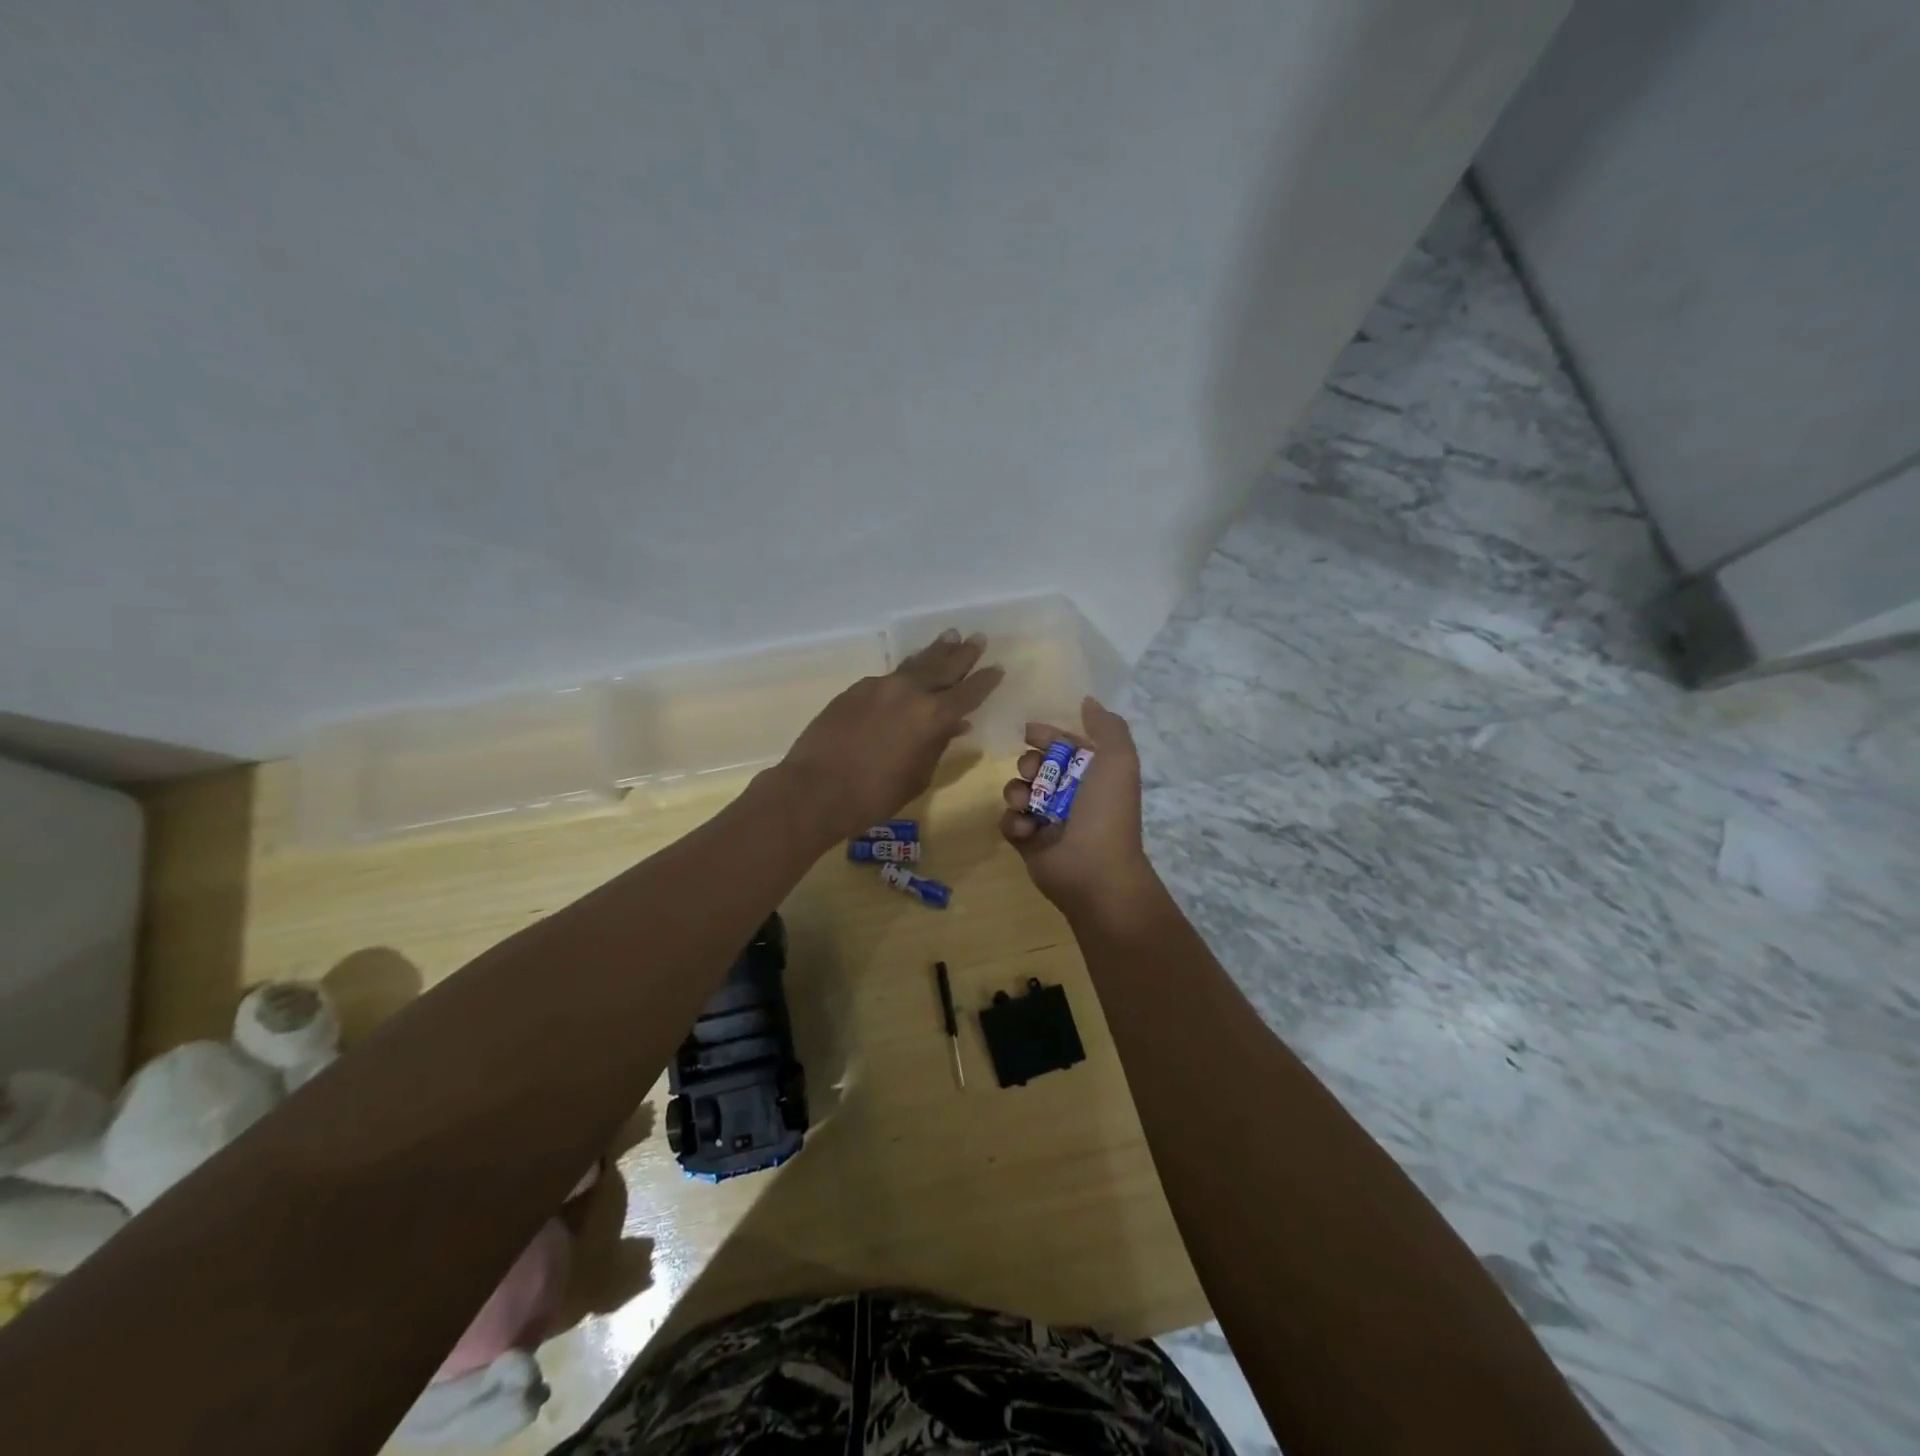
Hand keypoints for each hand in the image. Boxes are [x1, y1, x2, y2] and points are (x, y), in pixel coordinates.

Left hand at [777, 631, 1002, 842]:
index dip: (985, 681)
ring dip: (934, 651)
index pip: (968, 692)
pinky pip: (889, 676)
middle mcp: (910, 692)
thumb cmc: (875, 795)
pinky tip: (907, 673)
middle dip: (963, 653)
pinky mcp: (855, 689)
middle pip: (943, 666)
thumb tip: (955, 726)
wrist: (816, 789)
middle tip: (977, 638)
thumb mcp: (918, 776)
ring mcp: (879, 686)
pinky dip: (904, 672)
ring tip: (949, 636)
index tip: (997, 668)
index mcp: (933, 716)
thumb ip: (938, 746)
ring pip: (914, 664)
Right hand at [1000, 698, 1162, 925]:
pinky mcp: (1028, 841)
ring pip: (1018, 791)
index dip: (1046, 735)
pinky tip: (1028, 831)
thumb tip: (1087, 701)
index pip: (1063, 744)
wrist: (1094, 870)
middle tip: (1032, 773)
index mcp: (1091, 773)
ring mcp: (1047, 818)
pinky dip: (1015, 822)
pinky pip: (1009, 821)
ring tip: (1026, 805)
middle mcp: (1069, 793)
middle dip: (1028, 764)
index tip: (1029, 733)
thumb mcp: (1118, 759)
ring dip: (1017, 792)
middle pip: (1035, 765)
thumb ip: (1106, 726)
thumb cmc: (1106, 811)